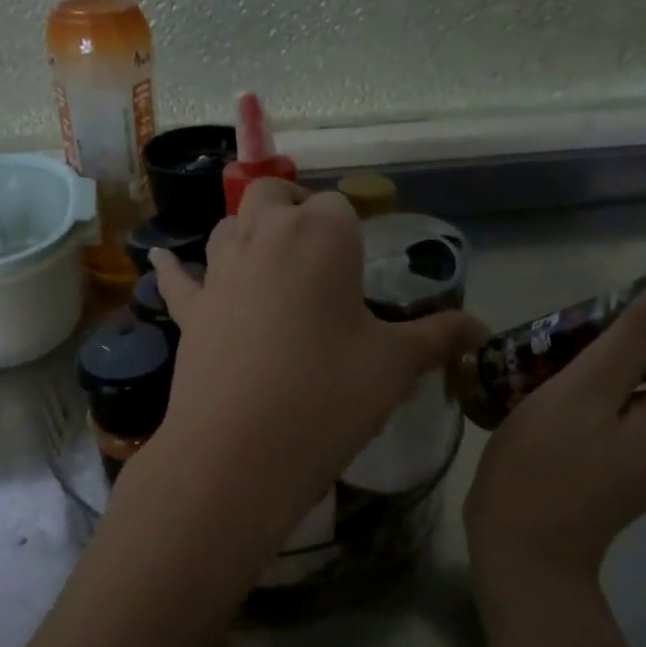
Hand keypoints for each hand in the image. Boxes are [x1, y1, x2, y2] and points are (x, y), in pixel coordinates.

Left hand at [150, 180, 478, 542]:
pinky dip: (175, 268)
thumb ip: (439, 337)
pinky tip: (162, 259)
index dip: (353, 235)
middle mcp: (263, 235)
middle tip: (319, 258)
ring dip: (247, 234)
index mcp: (320, 233)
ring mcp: (219, 272)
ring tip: (269, 264)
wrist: (239, 450)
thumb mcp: (394, 365)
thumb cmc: (328, 395)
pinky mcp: (190, 311)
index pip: (339, 207)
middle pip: (274, 196)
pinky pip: (178, 279)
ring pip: (228, 227)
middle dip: (294, 211)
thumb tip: (483, 331)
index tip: (362, 278)